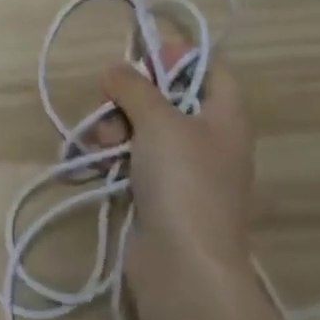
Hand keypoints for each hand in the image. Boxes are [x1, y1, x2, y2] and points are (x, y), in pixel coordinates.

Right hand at [102, 55, 255, 278]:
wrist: (183, 265)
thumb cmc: (183, 182)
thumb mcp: (159, 121)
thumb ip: (135, 87)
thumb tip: (116, 69)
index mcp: (226, 117)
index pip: (212, 70)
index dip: (180, 55)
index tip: (143, 54)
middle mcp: (210, 140)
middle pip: (170, 98)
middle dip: (133, 96)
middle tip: (110, 100)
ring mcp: (185, 171)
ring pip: (145, 129)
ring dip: (116, 126)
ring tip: (99, 141)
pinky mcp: (160, 196)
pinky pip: (134, 160)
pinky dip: (114, 154)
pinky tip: (93, 159)